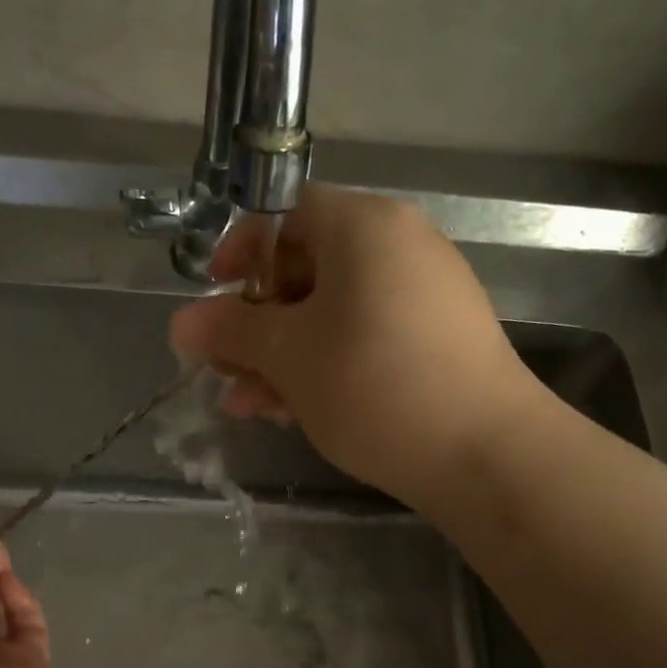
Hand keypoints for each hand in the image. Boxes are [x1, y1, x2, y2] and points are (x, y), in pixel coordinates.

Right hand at [168, 185, 535, 507]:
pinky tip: (294, 411)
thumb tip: (180, 322)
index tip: (213, 299)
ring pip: (332, 313)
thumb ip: (230, 331)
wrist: (485, 453)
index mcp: (365, 227)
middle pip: (306, 269)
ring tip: (249, 405)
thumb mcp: (287, 356)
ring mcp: (425, 295)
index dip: (240, 252)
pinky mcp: (438, 341)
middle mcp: (400, 246)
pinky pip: (365, 337)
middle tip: (224, 369)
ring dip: (282, 355)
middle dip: (256, 322)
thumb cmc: (373, 385)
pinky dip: (325, 365)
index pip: (286, 214)